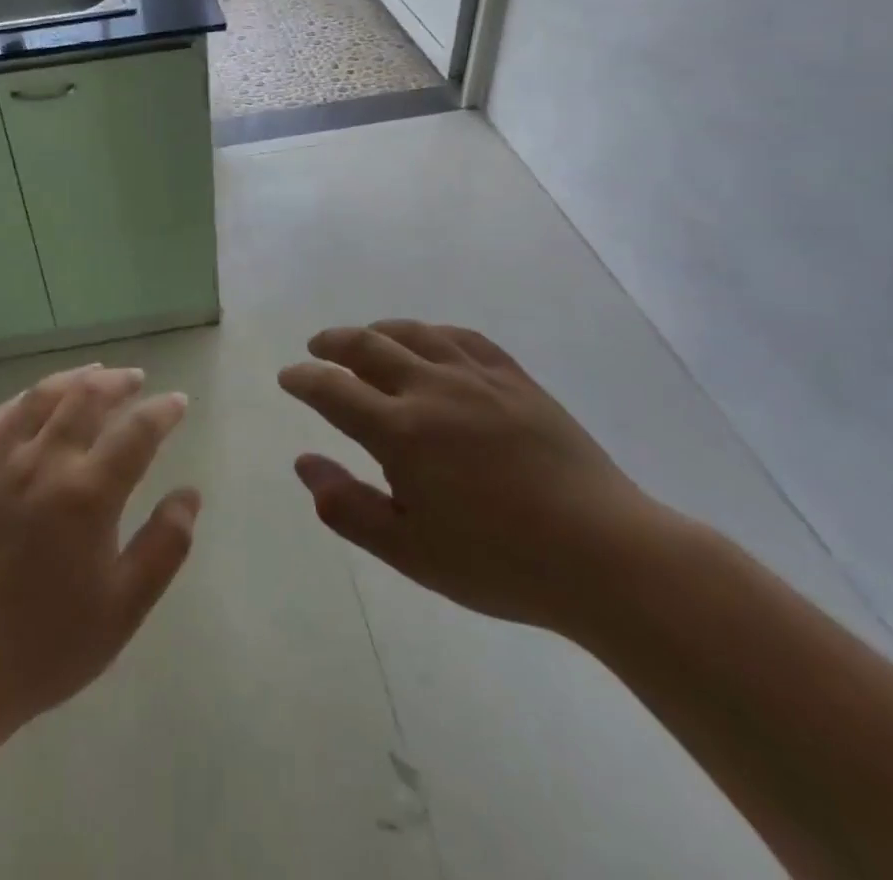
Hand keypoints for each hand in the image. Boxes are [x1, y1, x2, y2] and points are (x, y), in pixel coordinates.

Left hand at [0, 365, 199, 775]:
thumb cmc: (46, 644)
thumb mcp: (123, 608)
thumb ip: (165, 546)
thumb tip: (190, 493)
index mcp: (88, 494)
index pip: (137, 432)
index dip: (162, 411)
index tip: (177, 402)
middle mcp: (45, 463)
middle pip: (86, 398)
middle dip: (118, 382)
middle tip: (137, 379)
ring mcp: (0, 464)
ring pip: (42, 397)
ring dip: (74, 378)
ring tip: (94, 374)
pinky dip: (23, 400)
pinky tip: (32, 400)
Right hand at [280, 321, 669, 635]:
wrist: (603, 554)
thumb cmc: (498, 562)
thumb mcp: (409, 551)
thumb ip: (347, 506)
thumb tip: (303, 463)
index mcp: (401, 432)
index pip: (334, 391)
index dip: (304, 380)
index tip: (288, 377)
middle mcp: (432, 389)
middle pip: (368, 347)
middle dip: (334, 343)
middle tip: (317, 347)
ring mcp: (477, 378)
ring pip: (414, 334)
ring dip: (379, 330)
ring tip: (365, 337)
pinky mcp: (515, 379)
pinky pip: (464, 338)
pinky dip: (433, 333)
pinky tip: (431, 341)